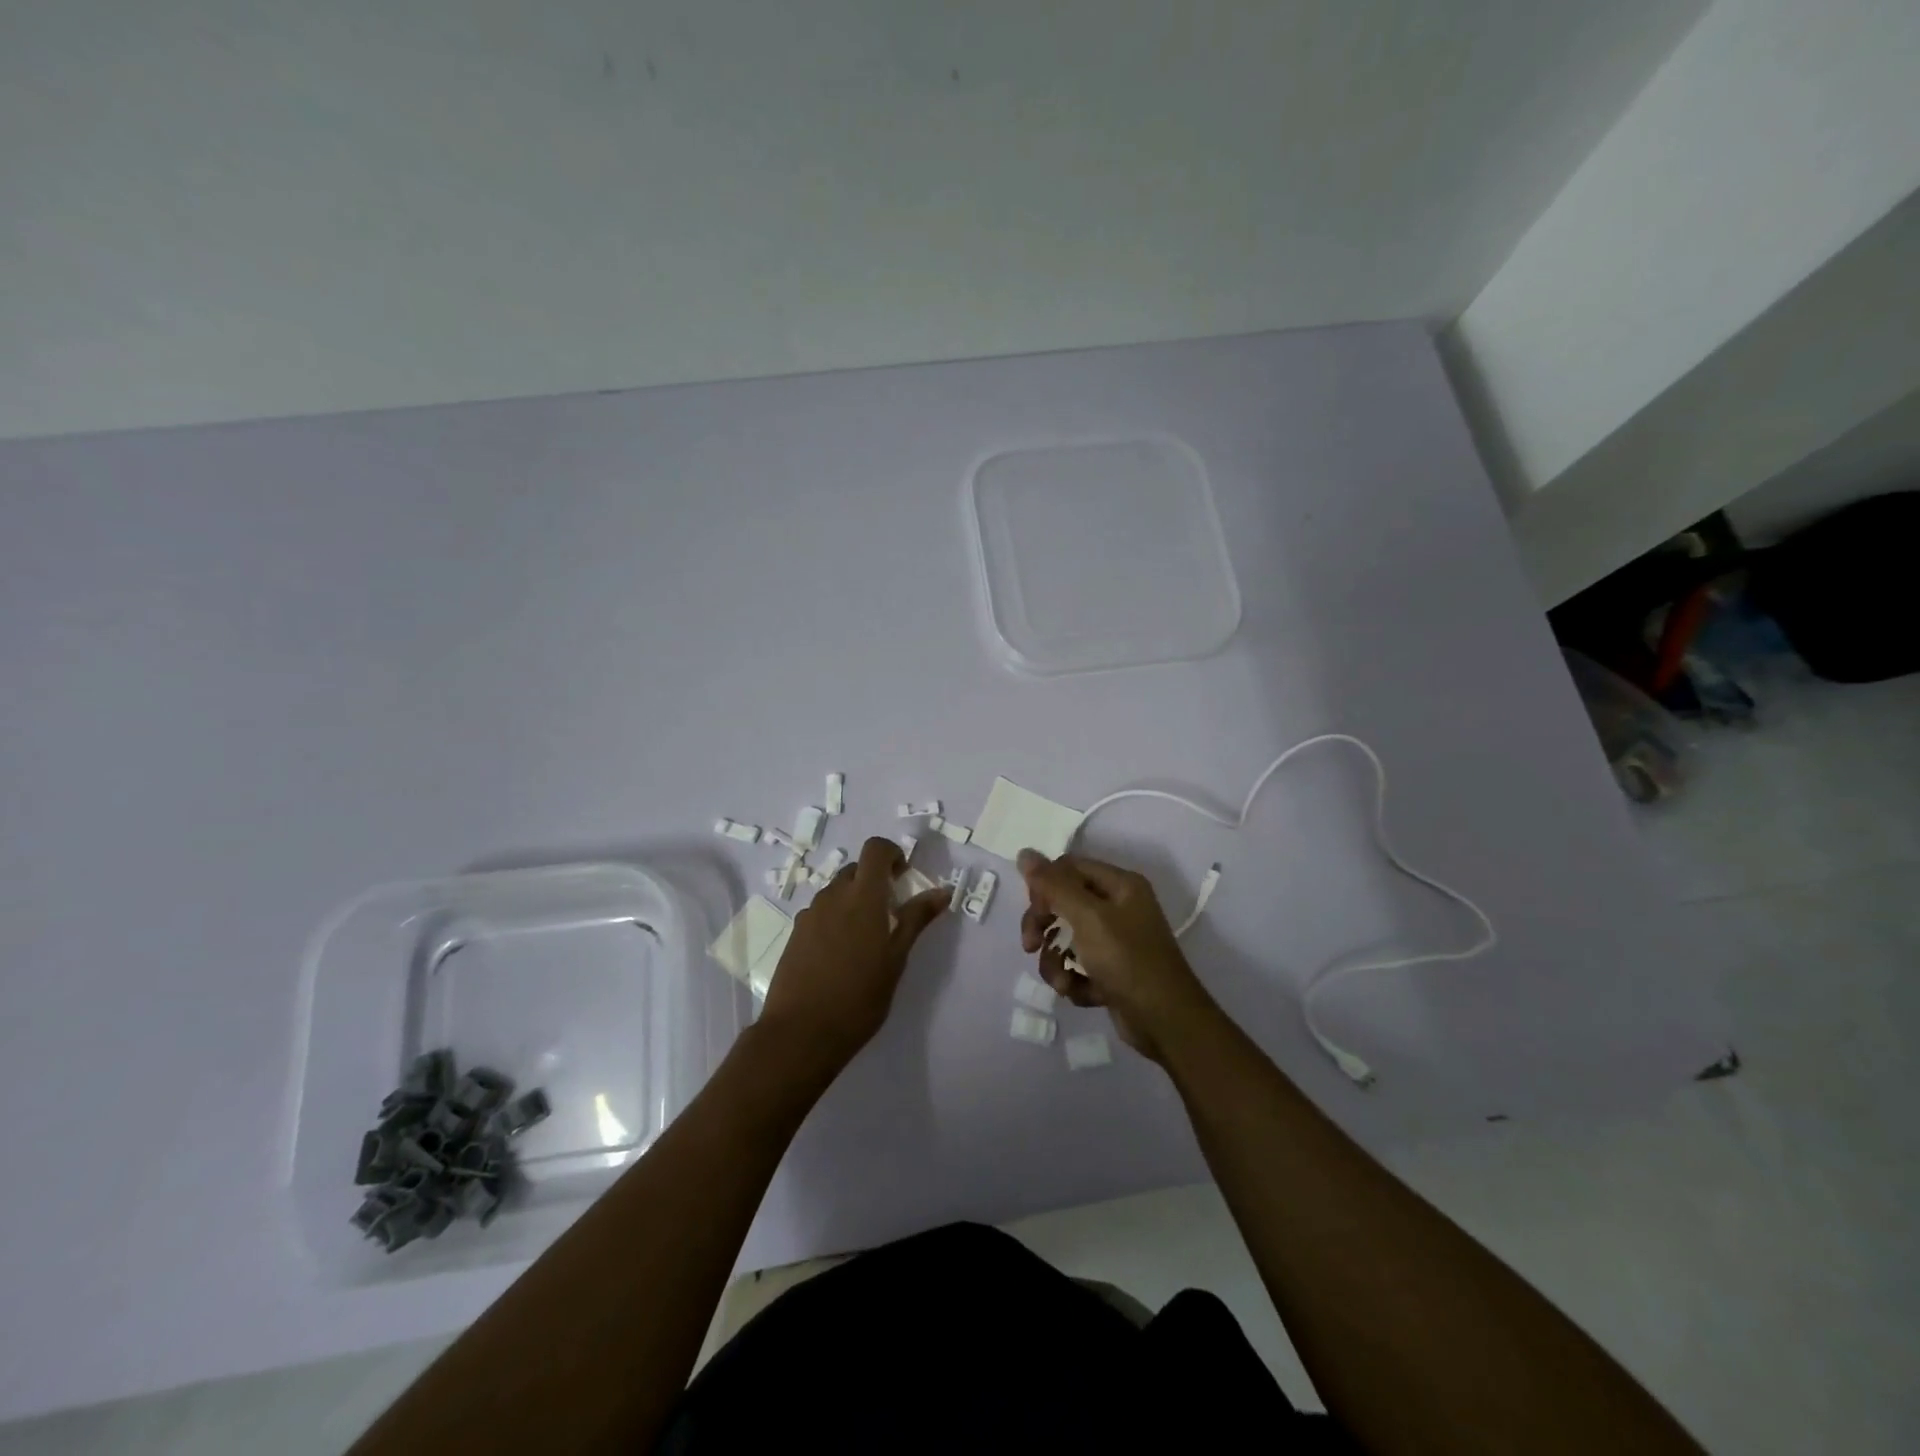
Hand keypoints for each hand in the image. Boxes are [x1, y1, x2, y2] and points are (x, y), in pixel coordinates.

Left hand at [758, 837, 949, 1072]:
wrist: (801, 1032)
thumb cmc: (859, 997)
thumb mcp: (896, 959)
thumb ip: (916, 919)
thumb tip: (942, 891)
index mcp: (862, 896)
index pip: (875, 848)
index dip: (891, 854)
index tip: (903, 877)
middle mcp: (833, 896)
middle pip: (856, 869)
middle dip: (875, 880)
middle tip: (890, 913)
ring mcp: (810, 914)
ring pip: (836, 891)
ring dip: (854, 900)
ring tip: (866, 939)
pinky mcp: (795, 934)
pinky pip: (821, 912)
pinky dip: (835, 919)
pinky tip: (840, 955)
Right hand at [1018, 850, 1217, 1062]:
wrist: (1166, 1022)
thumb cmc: (1127, 960)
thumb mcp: (1087, 917)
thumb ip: (1053, 885)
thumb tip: (1024, 853)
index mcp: (1120, 885)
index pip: (1068, 868)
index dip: (1045, 886)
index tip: (1034, 911)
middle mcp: (1120, 907)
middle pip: (1064, 902)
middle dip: (1044, 925)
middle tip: (1030, 945)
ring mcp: (1116, 941)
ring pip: (1067, 938)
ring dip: (1055, 961)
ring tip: (1062, 982)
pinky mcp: (1112, 972)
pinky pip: (1078, 966)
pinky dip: (1074, 980)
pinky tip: (1081, 993)